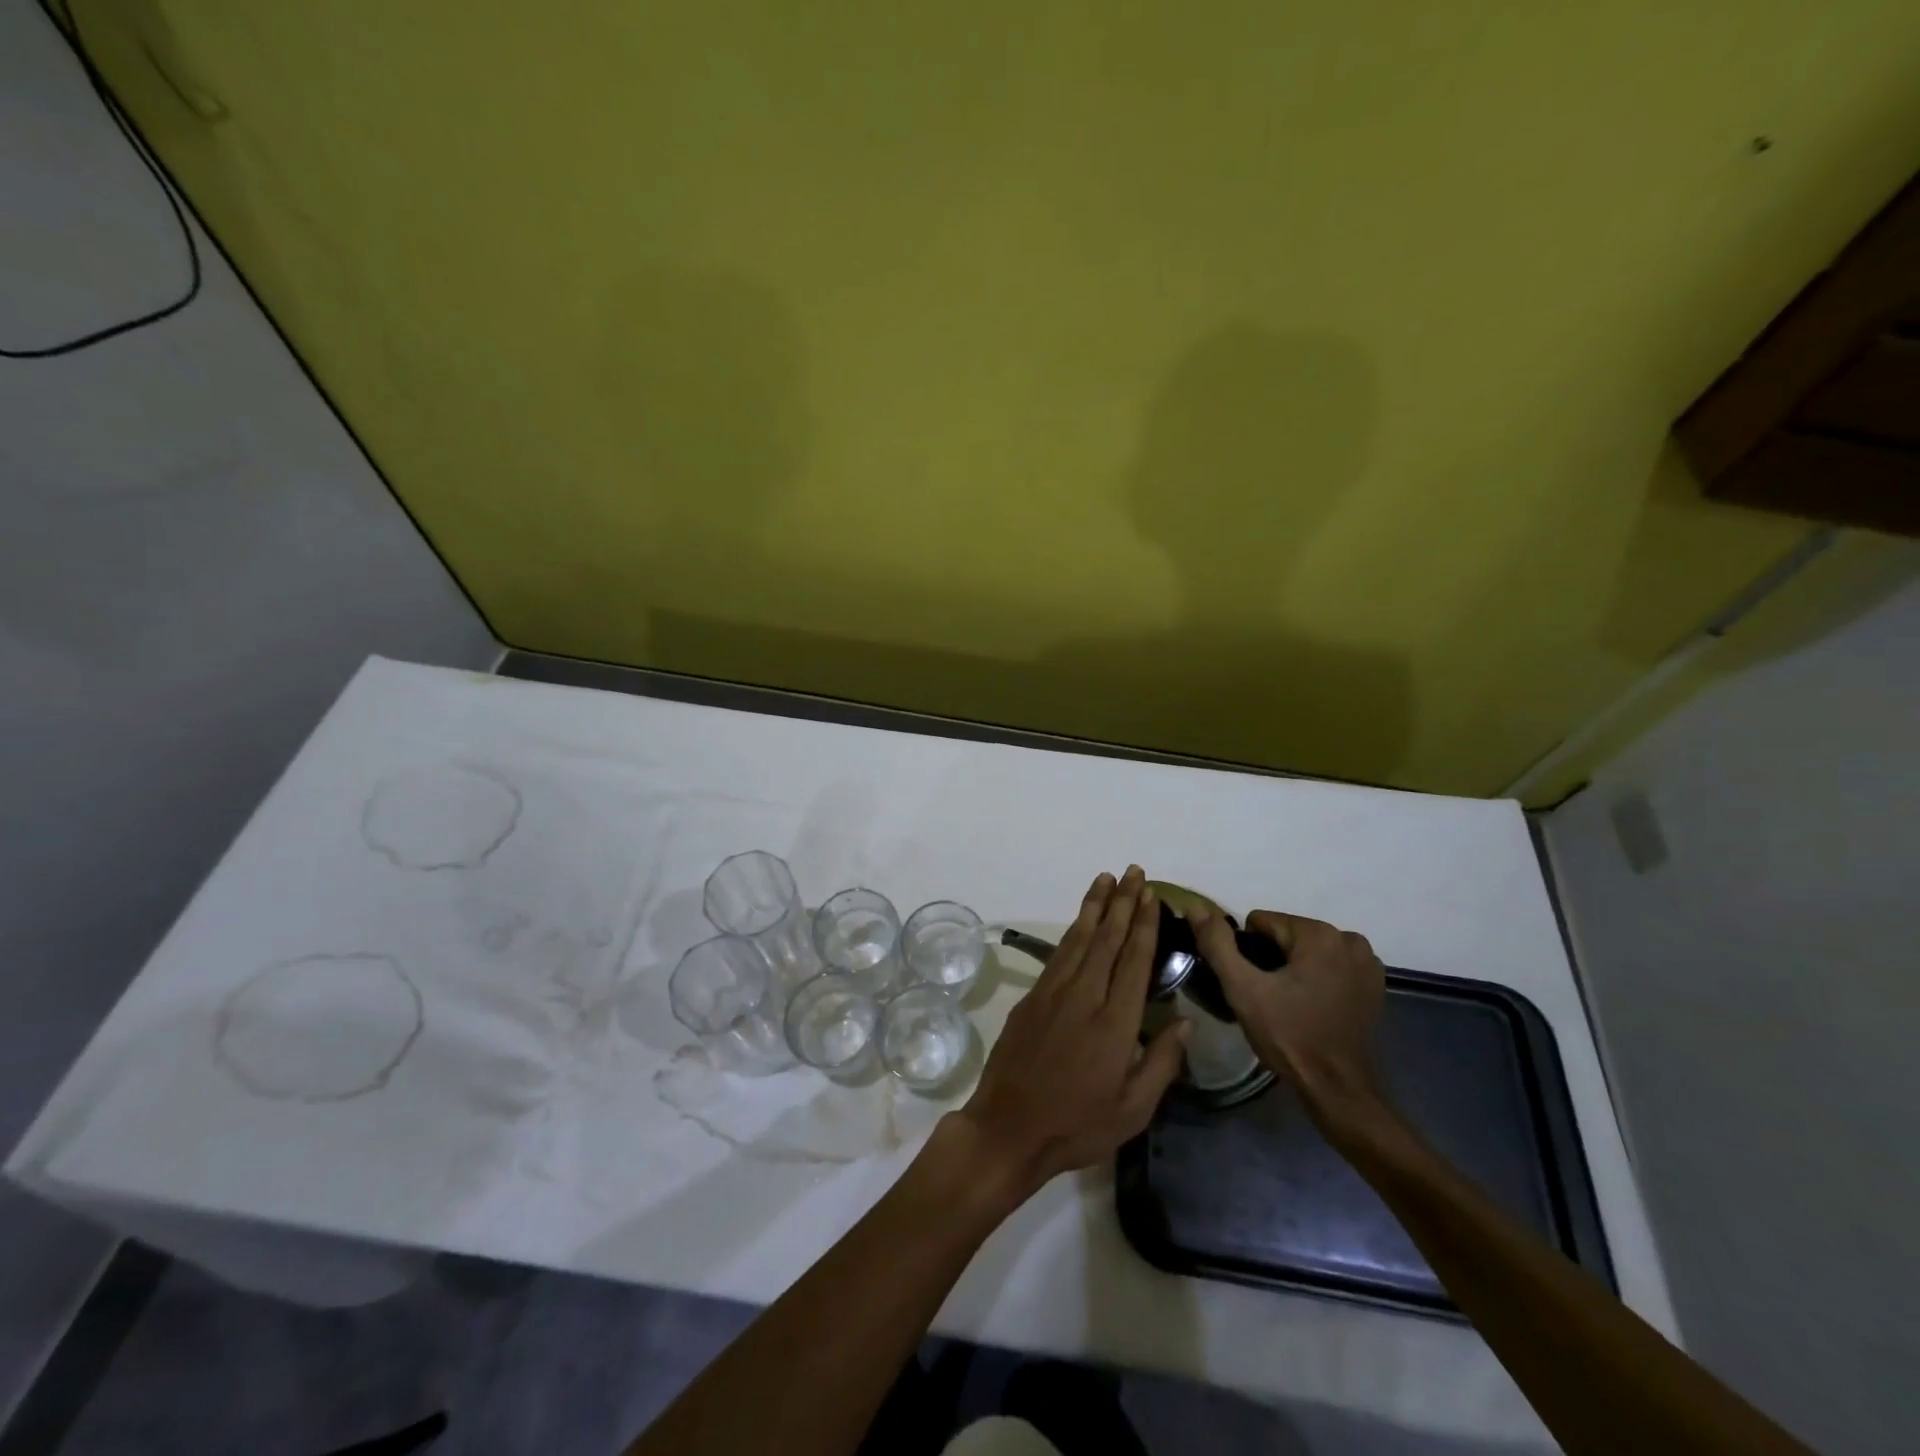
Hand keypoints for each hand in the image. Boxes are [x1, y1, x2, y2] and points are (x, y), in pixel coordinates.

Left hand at [952, 866, 1188, 1199]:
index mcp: (1114, 1022)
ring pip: (1078, 938)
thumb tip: (1183, 1021)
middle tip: (1133, 872)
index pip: (1133, 961)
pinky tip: (1079, 920)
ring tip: (1106, 879)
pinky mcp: (1031, 997)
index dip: (1143, 925)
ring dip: (1094, 906)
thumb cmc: (1077, 1125)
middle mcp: (1084, 996)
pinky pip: (1058, 954)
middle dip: (1122, 902)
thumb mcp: (1133, 1109)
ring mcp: (1053, 993)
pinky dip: (1072, 931)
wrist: (1009, 1128)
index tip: (1151, 896)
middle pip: (1106, 939)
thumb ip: (1161, 1062)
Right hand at [1187, 905, 1385, 1117]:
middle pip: (1288, 935)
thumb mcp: (1242, 989)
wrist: (1337, 1088)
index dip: (1248, 952)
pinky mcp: (1374, 984)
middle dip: (1273, 959)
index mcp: (1318, 934)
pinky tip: (1313, 1006)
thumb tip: (1197, 908)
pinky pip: (1331, 966)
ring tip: (1290, 1003)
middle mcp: (1348, 939)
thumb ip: (1218, 944)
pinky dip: (1319, 978)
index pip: (1262, 923)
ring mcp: (1367, 962)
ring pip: (1309, 950)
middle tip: (1269, 997)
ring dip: (1296, 968)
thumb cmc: (1288, 1036)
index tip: (1253, 984)